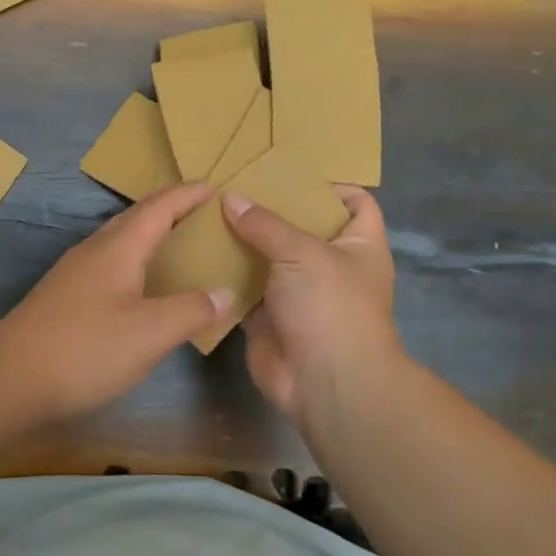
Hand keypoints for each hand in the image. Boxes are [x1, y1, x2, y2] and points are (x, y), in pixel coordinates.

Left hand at [0, 182, 232, 418]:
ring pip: (120, 239)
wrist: (10, 378)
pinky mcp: (65, 295)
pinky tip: (143, 284)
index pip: (159, 207)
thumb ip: (191, 310)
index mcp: (118, 248)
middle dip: (170, 208)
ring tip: (179, 243)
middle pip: (136, 217)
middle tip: (203, 212)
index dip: (188, 194)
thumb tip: (225, 292)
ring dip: (151, 233)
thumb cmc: (85, 349)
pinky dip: (136, 259)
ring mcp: (75, 272)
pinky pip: (110, 262)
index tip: (215, 185)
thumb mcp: (150, 333)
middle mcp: (94, 250)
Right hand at [222, 186, 400, 423]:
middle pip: (301, 227)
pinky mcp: (267, 316)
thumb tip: (230, 197)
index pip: (356, 203)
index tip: (288, 173)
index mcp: (358, 245)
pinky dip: (225, 273)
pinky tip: (198, 251)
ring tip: (207, 211)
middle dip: (270, 209)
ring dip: (242, 241)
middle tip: (232, 185)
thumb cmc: (330, 306)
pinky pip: (244, 287)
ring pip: (267, 258)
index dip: (330, 186)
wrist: (324, 382)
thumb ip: (264, 223)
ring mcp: (297, 292)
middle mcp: (329, 265)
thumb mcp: (302, 252)